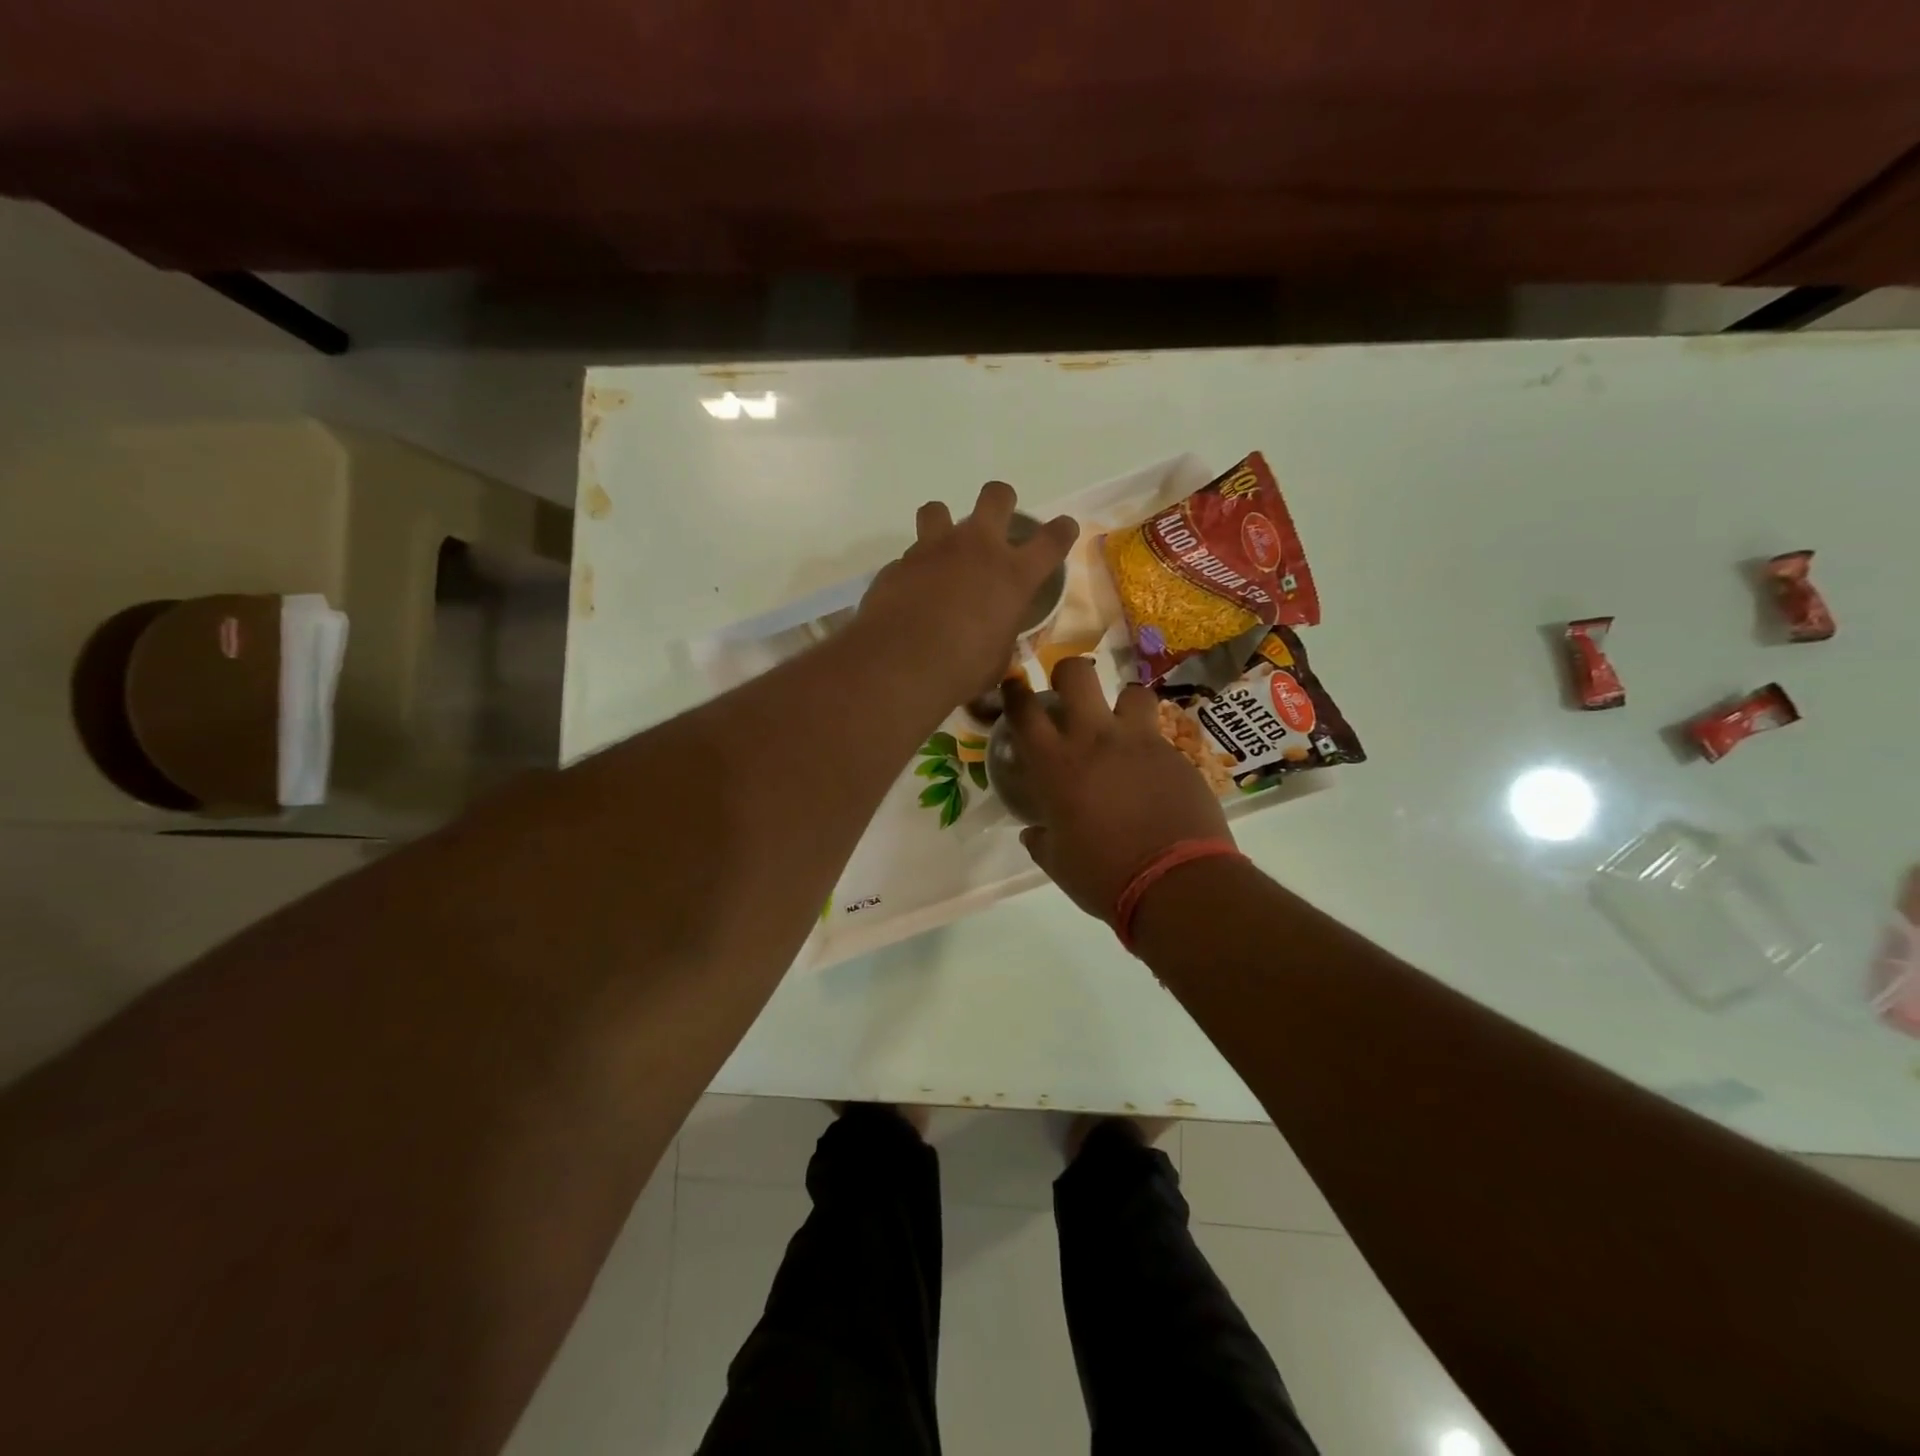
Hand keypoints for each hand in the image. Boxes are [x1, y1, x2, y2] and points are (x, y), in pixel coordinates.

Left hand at [857, 481, 1077, 704]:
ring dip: (943, 525)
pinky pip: (909, 557)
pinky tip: (911, 595)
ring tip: (941, 552)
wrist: (901, 666)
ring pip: (938, 510)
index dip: (1061, 531)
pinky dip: (914, 571)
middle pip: (996, 496)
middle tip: (996, 523)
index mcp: (1014, 575)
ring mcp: (933, 550)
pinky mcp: (898, 564)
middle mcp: (976, 549)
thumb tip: (994, 635)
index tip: (1063, 529)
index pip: (1052, 539)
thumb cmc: (962, 670)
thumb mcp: (997, 659)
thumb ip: (1001, 635)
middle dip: (1001, 502)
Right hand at [1006, 658, 1231, 921]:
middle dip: (1068, 674)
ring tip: (1123, 728)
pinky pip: (1160, 735)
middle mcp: (1095, 739)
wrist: (1175, 883)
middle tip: (1069, 695)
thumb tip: (1034, 832)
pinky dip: (1150, 746)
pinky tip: (1152, 774)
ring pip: (1132, 692)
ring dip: (1123, 704)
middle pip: (1077, 673)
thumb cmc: (1103, 876)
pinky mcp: (1176, 755)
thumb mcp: (1058, 862)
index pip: (1024, 710)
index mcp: (1055, 764)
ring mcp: (1140, 742)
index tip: (1014, 685)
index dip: (1015, 691)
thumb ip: (1042, 839)